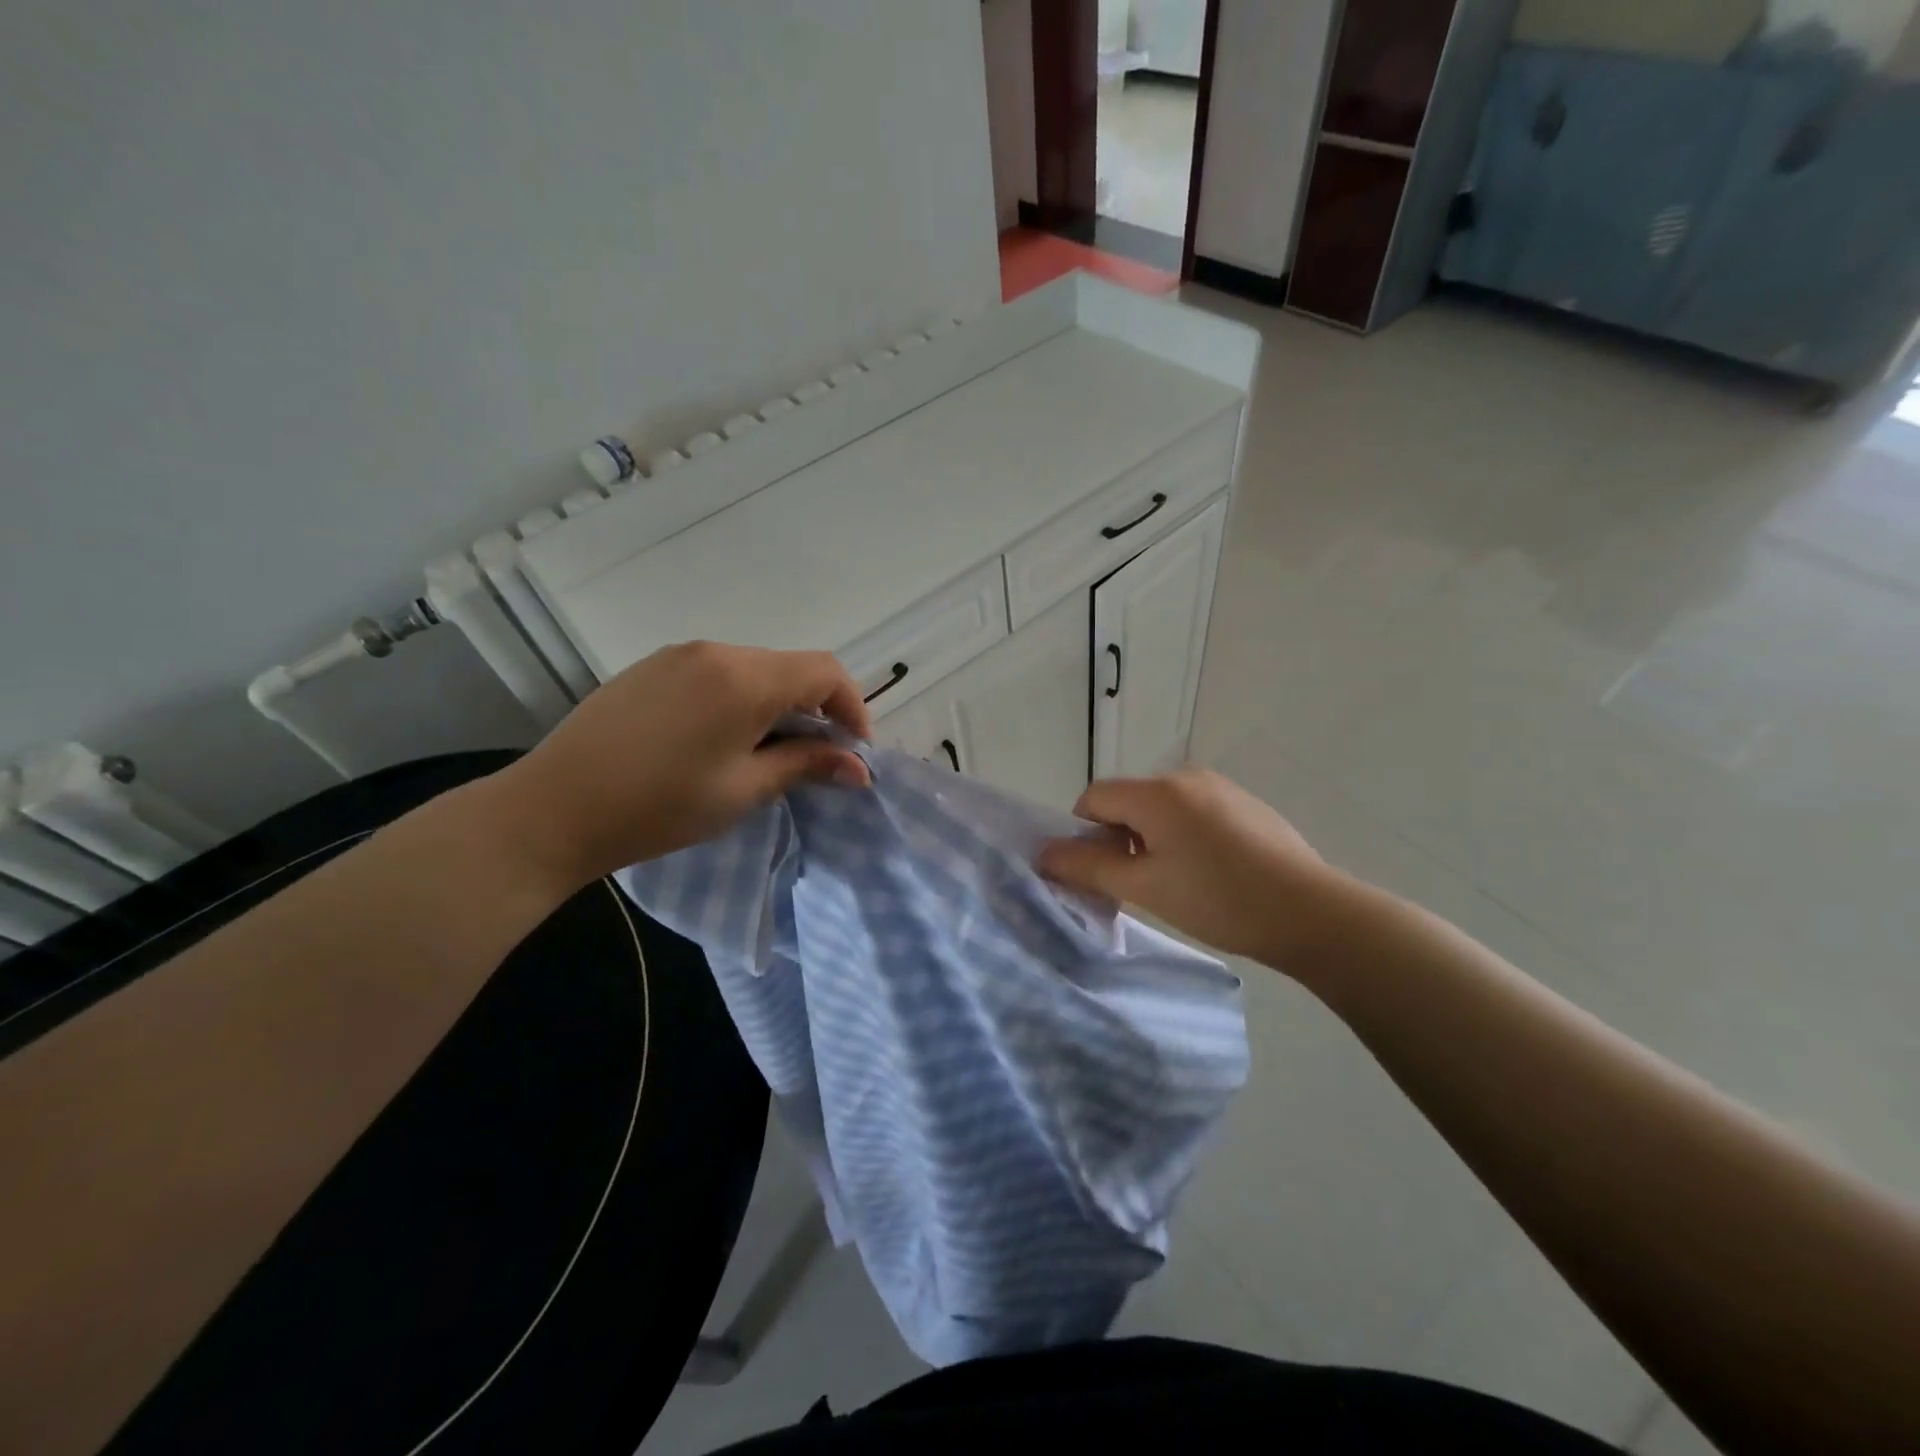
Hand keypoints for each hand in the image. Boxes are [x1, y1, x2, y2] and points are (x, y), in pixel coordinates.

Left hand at [480, 641, 871, 888]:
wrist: (553, 809)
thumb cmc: (659, 806)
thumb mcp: (744, 790)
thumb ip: (807, 766)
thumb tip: (859, 767)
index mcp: (744, 678)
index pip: (825, 672)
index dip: (852, 708)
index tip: (853, 751)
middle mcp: (715, 651)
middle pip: (790, 667)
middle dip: (816, 708)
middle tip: (815, 758)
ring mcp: (678, 655)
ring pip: (753, 668)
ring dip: (777, 703)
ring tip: (767, 751)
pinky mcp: (651, 667)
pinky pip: (716, 672)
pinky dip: (739, 697)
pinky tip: (720, 738)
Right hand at [1038, 768, 1339, 966]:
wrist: (1311, 912)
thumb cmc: (1218, 899)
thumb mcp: (1145, 888)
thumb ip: (1089, 867)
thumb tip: (1045, 854)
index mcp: (1156, 792)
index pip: (1093, 798)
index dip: (1085, 835)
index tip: (1105, 874)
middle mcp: (1185, 776)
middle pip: (1127, 801)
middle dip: (1120, 838)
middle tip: (1141, 884)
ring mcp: (1219, 786)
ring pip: (1160, 807)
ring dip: (1152, 838)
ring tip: (1179, 882)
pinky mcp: (1244, 802)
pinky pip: (1193, 810)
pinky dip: (1184, 835)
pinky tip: (1212, 872)